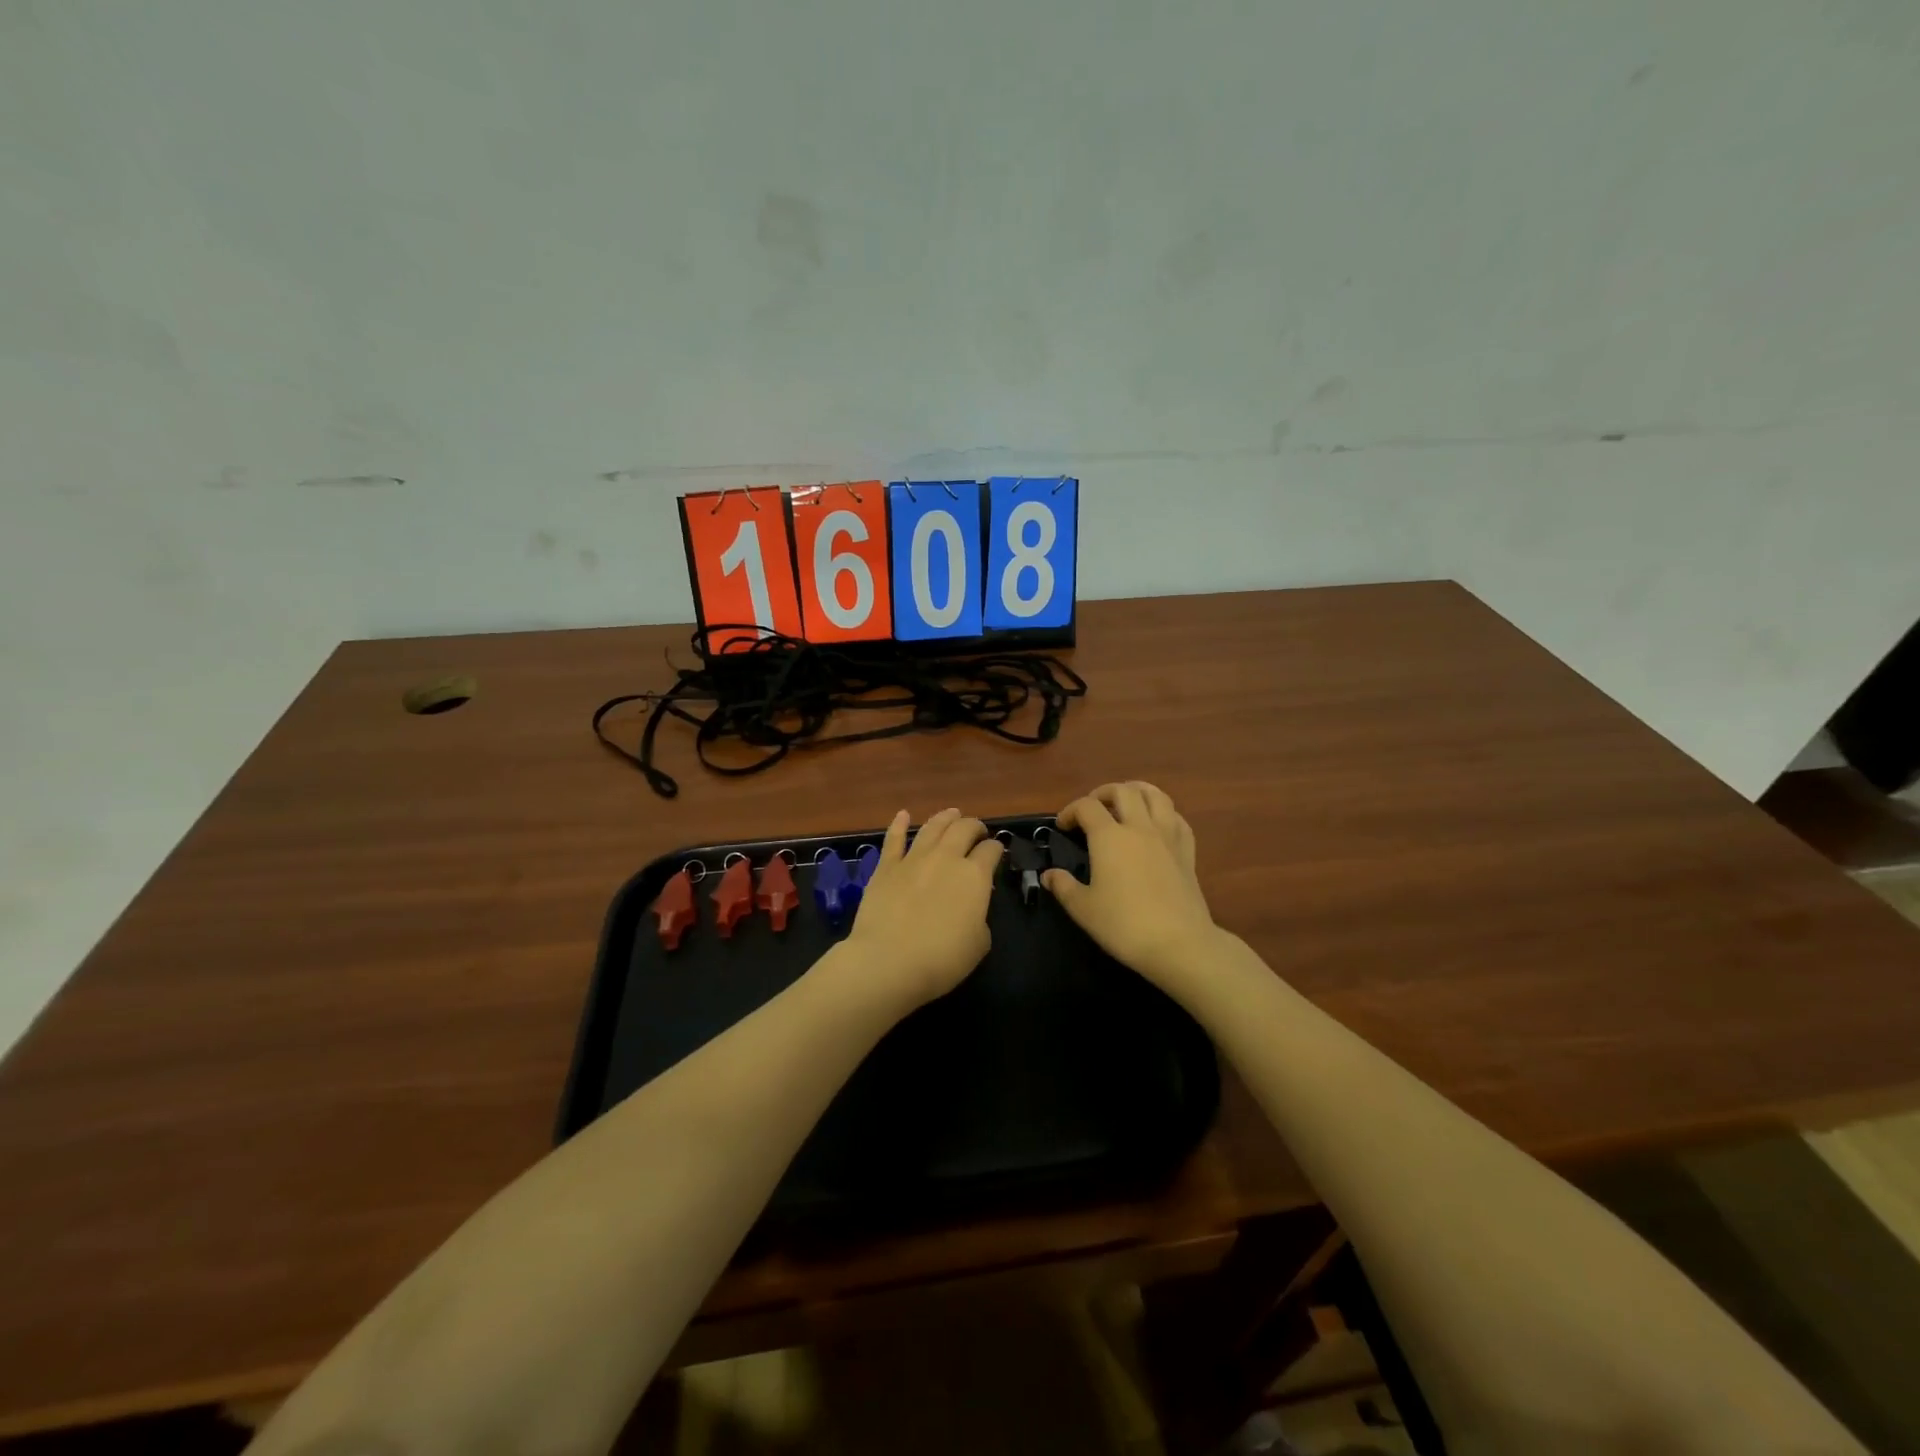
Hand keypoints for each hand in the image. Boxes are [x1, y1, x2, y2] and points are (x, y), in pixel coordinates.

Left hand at [841, 808, 1001, 1009]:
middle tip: (977, 831)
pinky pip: (894, 839)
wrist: (889, 961)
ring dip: (945, 817)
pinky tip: (903, 815)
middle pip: (964, 829)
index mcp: (974, 876)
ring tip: (953, 813)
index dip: (996, 849)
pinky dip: (899, 824)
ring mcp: (914, 858)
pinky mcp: (886, 866)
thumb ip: (980, 918)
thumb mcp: (979, 944)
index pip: (991, 851)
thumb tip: (972, 909)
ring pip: (933, 827)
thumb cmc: (941, 958)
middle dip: (974, 826)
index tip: (996, 852)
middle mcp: (946, 858)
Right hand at [1045, 782, 1218, 992]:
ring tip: (1126, 802)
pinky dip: (1164, 813)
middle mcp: (1139, 828)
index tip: (1062, 826)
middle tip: (1093, 809)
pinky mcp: (1187, 852)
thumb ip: (1063, 886)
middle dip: (1103, 793)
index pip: (1087, 807)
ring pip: (1156, 796)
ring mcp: (1168, 837)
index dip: (1070, 811)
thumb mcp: (1083, 909)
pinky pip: (1177, 818)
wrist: (1178, 943)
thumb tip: (1049, 874)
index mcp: (1110, 837)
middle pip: (1123, 791)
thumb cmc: (1124, 925)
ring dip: (1137, 792)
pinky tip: (1157, 824)